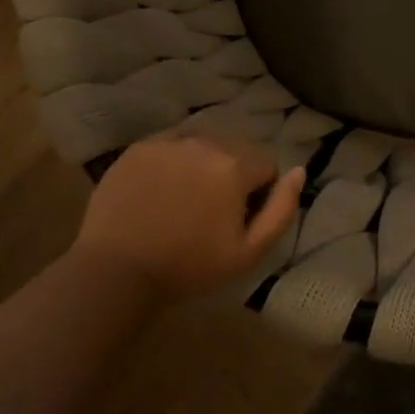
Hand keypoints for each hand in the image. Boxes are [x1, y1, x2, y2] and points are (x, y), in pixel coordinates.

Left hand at [73, 132, 303, 303]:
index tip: (239, 218)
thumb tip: (299, 171)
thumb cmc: (188, 267)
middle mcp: (206, 142)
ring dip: (204, 163)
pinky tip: (161, 189)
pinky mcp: (140, 147)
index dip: (259, 192)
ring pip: (204, 143)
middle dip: (233, 173)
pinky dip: (174, 160)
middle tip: (211, 210)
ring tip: (185, 198)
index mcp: (236, 165)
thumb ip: (282, 209)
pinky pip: (172, 144)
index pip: (267, 164)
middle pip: (237, 149)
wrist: (116, 272)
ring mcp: (170, 141)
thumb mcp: (249, 252)